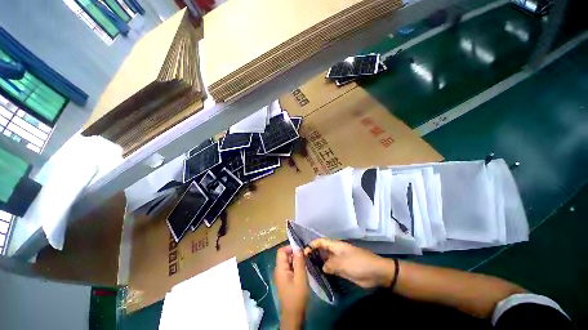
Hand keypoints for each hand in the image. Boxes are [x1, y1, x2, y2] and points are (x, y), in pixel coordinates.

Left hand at [274, 245, 308, 329]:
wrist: (293, 314)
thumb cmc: (297, 295)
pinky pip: (289, 268)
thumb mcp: (300, 277)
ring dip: (296, 261)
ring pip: (288, 262)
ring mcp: (281, 275)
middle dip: (294, 255)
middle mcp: (279, 270)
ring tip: (305, 265)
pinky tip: (302, 271)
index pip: (281, 251)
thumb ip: (299, 261)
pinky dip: (296, 267)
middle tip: (305, 258)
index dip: (290, 248)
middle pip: (285, 256)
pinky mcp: (285, 279)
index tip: (300, 251)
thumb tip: (297, 248)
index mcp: (280, 268)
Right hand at [306, 238, 394, 288]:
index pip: (321, 242)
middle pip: (322, 250)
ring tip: (308, 269)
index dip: (313, 244)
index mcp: (336, 246)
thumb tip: (322, 267)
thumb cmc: (359, 263)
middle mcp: (336, 252)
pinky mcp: (343, 270)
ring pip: (326, 260)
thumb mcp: (343, 263)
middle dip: (314, 254)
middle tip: (304, 262)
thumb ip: (330, 264)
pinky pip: (331, 269)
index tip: (304, 252)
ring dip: (319, 263)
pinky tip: (319, 275)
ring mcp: (339, 261)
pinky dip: (325, 271)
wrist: (376, 273)